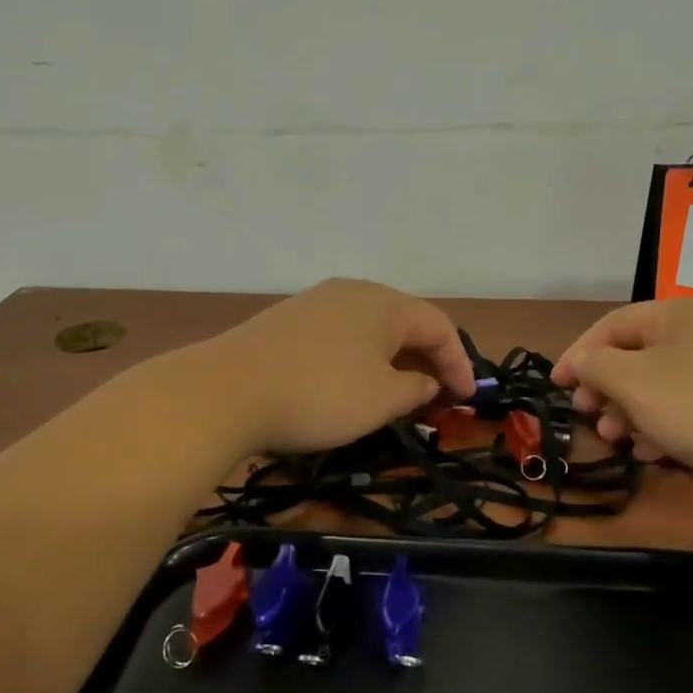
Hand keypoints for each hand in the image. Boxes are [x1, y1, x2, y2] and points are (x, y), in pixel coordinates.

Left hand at [203, 279, 477, 455]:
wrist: (227, 390)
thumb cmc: (320, 394)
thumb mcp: (381, 400)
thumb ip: (415, 389)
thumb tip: (427, 381)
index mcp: (385, 304)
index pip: (439, 326)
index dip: (459, 363)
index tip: (466, 399)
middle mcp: (353, 292)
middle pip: (405, 322)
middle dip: (427, 359)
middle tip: (436, 396)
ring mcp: (317, 302)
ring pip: (371, 328)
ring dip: (393, 359)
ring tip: (398, 392)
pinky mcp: (288, 320)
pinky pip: (341, 334)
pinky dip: (361, 357)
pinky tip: (351, 382)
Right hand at [552, 299, 692, 488]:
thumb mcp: (634, 383)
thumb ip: (595, 366)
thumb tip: (580, 362)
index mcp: (678, 314)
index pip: (612, 325)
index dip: (578, 354)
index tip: (556, 387)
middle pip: (639, 356)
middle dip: (607, 389)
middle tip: (589, 417)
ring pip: (665, 386)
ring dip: (633, 413)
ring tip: (620, 442)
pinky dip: (667, 426)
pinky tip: (657, 454)